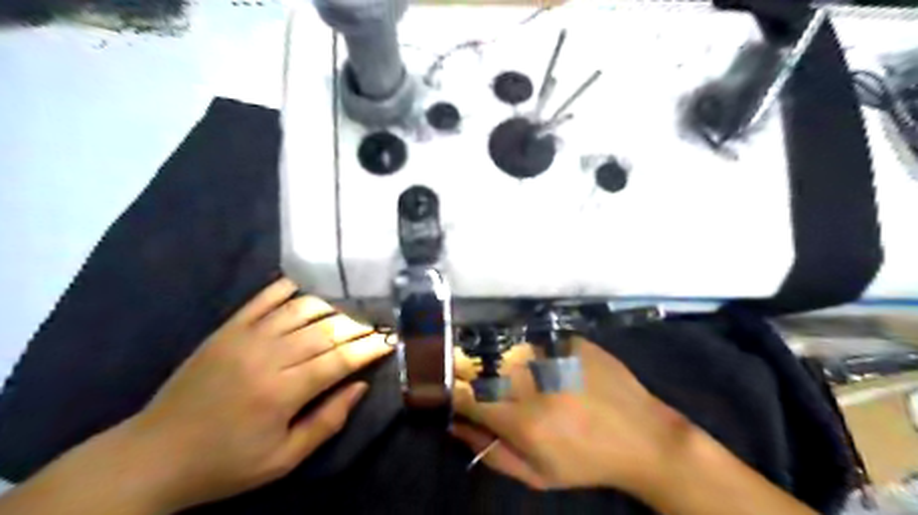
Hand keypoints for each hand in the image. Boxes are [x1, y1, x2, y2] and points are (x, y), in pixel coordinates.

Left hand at [117, 279, 389, 513]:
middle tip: (380, 320)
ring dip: (332, 305)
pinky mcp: (227, 329)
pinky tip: (310, 287)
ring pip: (301, 309)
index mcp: (282, 392)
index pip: (339, 360)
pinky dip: (289, 288)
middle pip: (326, 330)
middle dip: (359, 324)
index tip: (390, 340)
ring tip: (353, 306)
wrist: (153, 456)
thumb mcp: (283, 459)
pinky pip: (264, 298)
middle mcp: (267, 357)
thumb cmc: (226, 464)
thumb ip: (327, 422)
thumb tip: (360, 387)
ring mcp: (245, 337)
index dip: (369, 348)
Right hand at [448, 338, 691, 494]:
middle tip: (502, 391)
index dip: (458, 393)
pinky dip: (541, 355)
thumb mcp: (538, 476)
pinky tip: (559, 370)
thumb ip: (492, 453)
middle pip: (487, 369)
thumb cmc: (587, 463)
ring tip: (539, 384)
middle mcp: (535, 383)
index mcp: (523, 420)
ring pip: (514, 353)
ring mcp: (556, 356)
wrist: (644, 438)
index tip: (460, 394)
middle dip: (484, 378)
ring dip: (514, 366)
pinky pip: (542, 343)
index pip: (469, 396)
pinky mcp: (574, 342)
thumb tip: (457, 426)